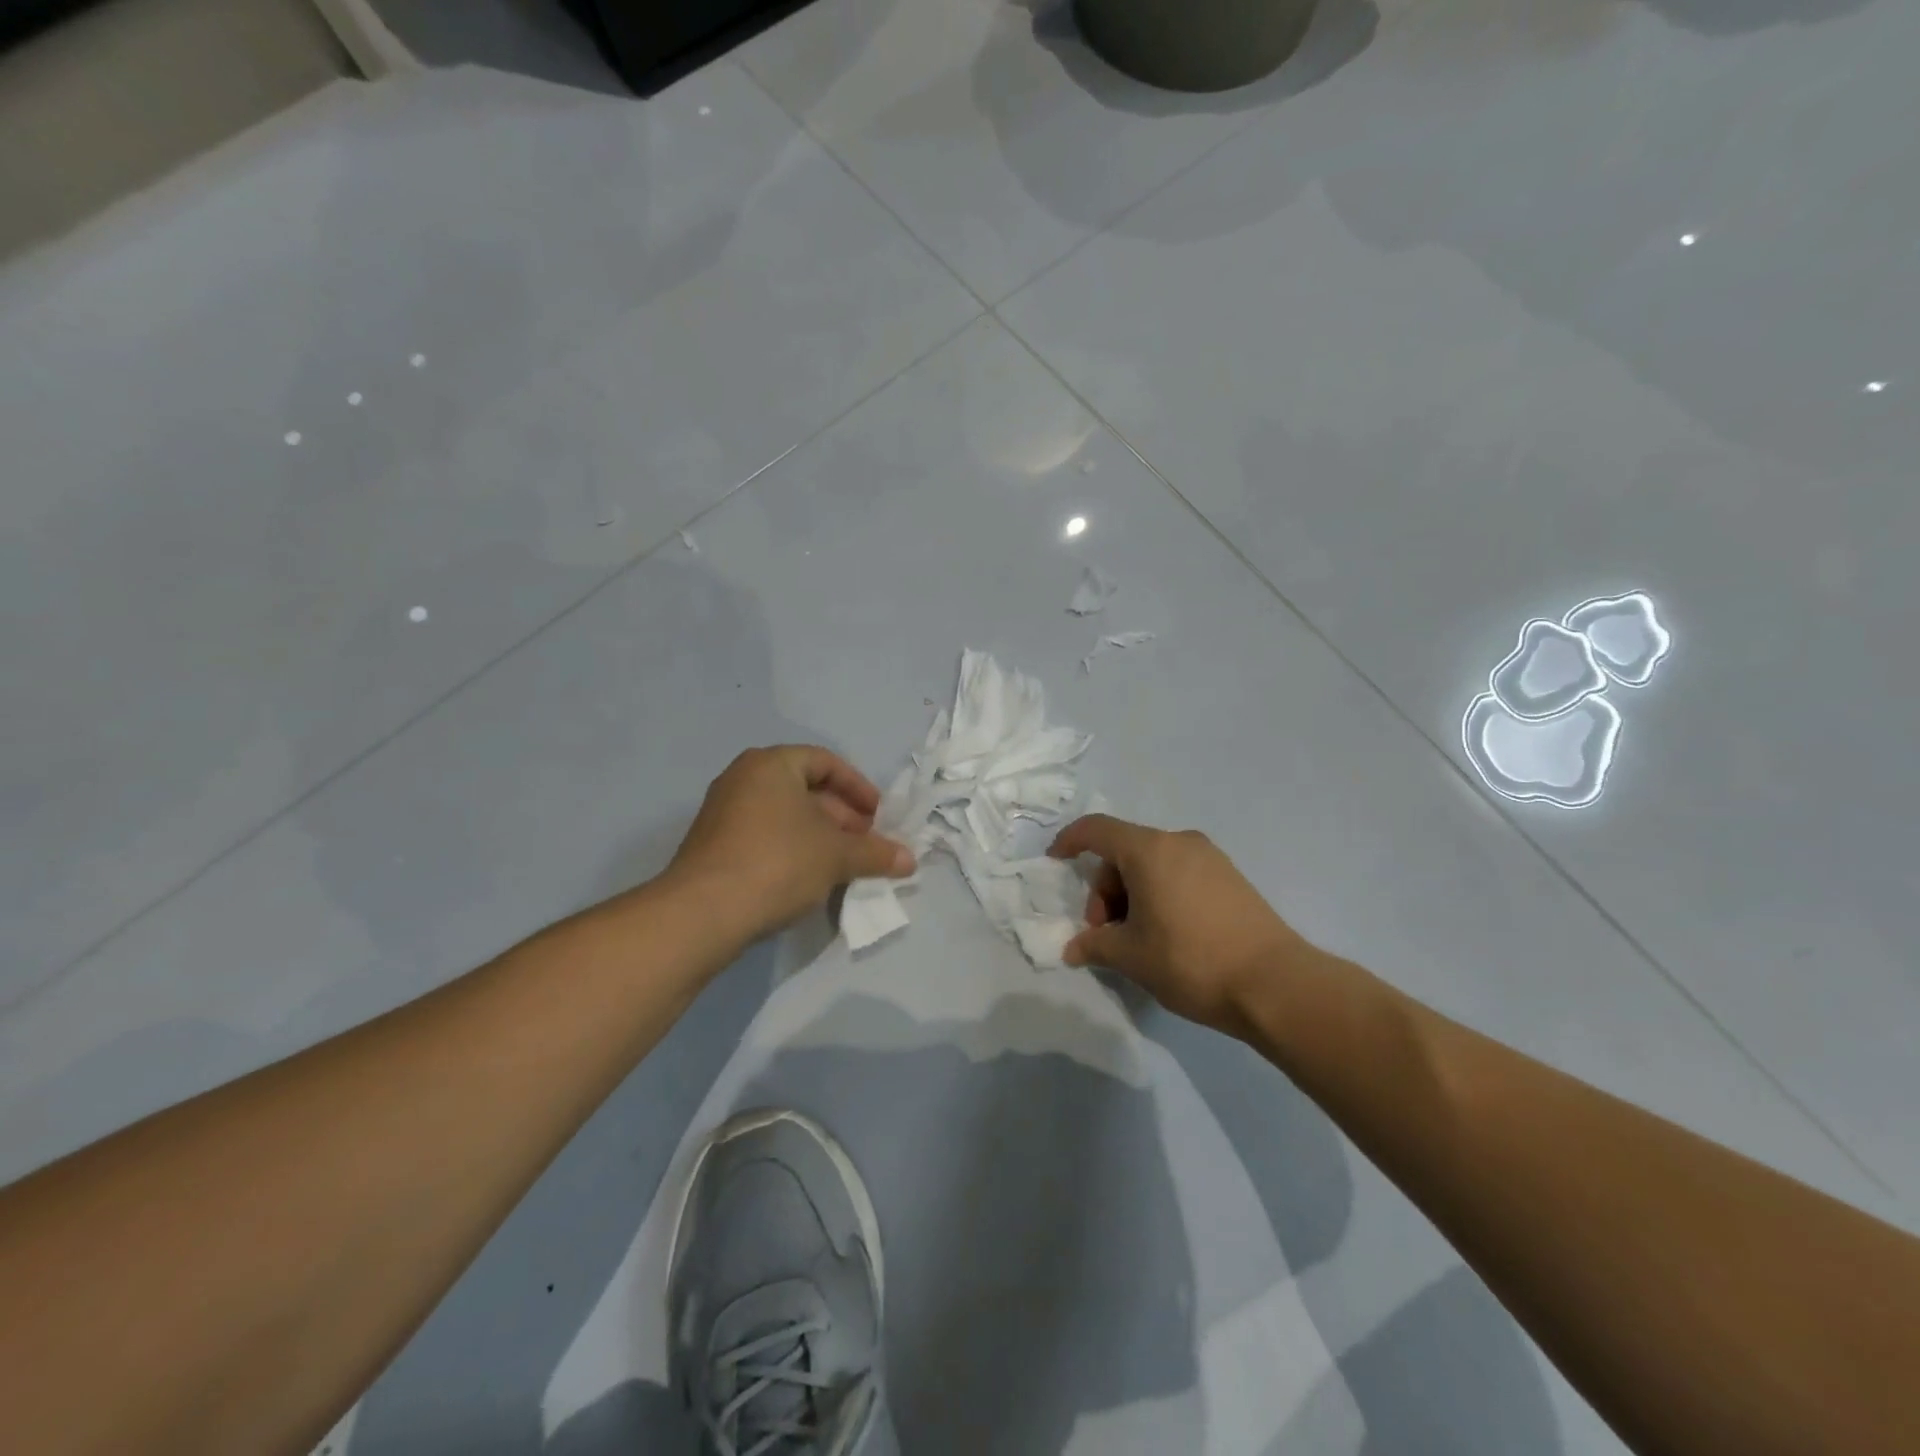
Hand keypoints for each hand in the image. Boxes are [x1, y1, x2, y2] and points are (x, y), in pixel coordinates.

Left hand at [667, 746, 914, 944]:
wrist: (702, 913)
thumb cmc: (778, 863)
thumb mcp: (836, 856)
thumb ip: (875, 853)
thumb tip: (910, 860)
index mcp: (772, 764)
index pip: (826, 762)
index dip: (858, 788)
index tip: (878, 816)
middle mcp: (743, 778)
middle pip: (805, 788)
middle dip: (842, 816)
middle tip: (865, 843)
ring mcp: (723, 811)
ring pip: (785, 814)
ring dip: (820, 835)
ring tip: (844, 864)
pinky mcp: (714, 844)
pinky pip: (765, 835)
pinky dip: (793, 848)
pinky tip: (810, 878)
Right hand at [1048, 815, 1314, 1036]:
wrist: (1275, 984)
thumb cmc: (1190, 961)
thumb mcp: (1131, 957)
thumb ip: (1095, 945)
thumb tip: (1073, 949)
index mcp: (1149, 850)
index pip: (1096, 829)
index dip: (1069, 841)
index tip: (1056, 862)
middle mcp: (1179, 842)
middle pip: (1124, 852)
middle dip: (1104, 889)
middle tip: (1105, 933)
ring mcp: (1210, 857)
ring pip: (1152, 864)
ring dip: (1131, 894)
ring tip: (1136, 939)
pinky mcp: (1231, 877)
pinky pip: (1179, 873)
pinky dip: (1159, 893)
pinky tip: (1166, 933)